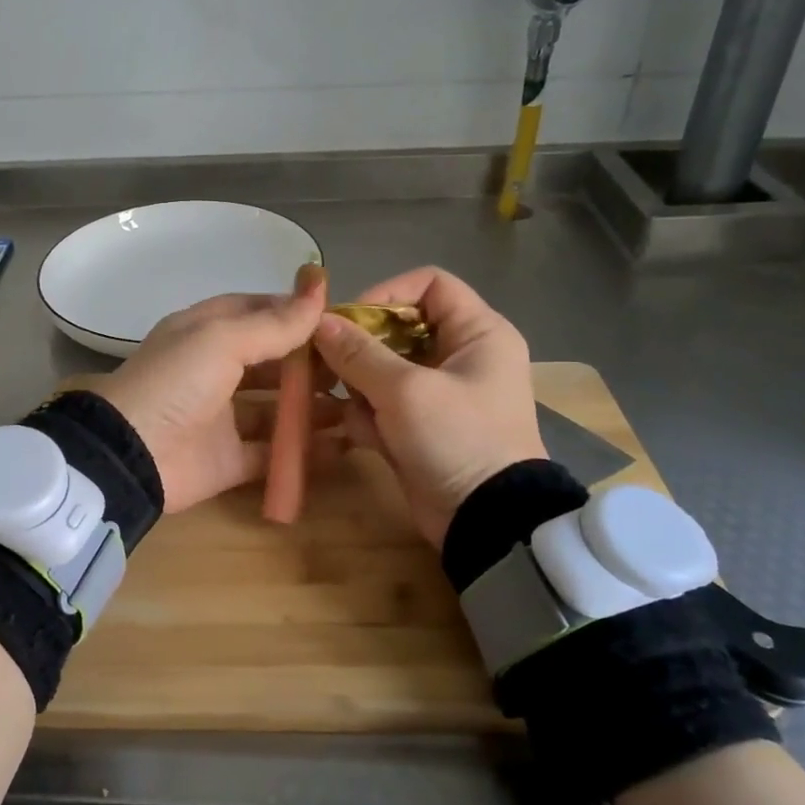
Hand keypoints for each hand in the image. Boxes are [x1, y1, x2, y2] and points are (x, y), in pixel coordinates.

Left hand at [82, 275, 332, 512]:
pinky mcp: (228, 459)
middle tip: (356, 368)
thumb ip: (275, 322)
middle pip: (270, 361)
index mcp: (206, 332)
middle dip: (311, 363)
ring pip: (275, 408)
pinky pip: (273, 453)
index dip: (295, 313)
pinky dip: (303, 451)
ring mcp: (221, 417)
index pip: (257, 311)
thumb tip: (320, 286)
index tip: (340, 320)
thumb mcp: (222, 339)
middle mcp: (214, 370)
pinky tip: (342, 446)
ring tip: (358, 405)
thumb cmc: (175, 383)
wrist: (130, 456)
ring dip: (313, 407)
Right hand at [312, 266, 543, 547]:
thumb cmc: (457, 439)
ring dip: (361, 389)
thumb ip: (358, 353)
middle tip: (329, 366)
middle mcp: (460, 355)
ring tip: (354, 410)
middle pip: (398, 328)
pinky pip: (384, 404)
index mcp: (477, 333)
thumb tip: (318, 322)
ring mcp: (439, 392)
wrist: (486, 520)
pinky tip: (368, 438)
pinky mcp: (421, 425)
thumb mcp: (405, 391)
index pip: (430, 284)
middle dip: (362, 350)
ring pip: (383, 368)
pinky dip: (370, 418)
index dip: (387, 294)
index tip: (350, 322)